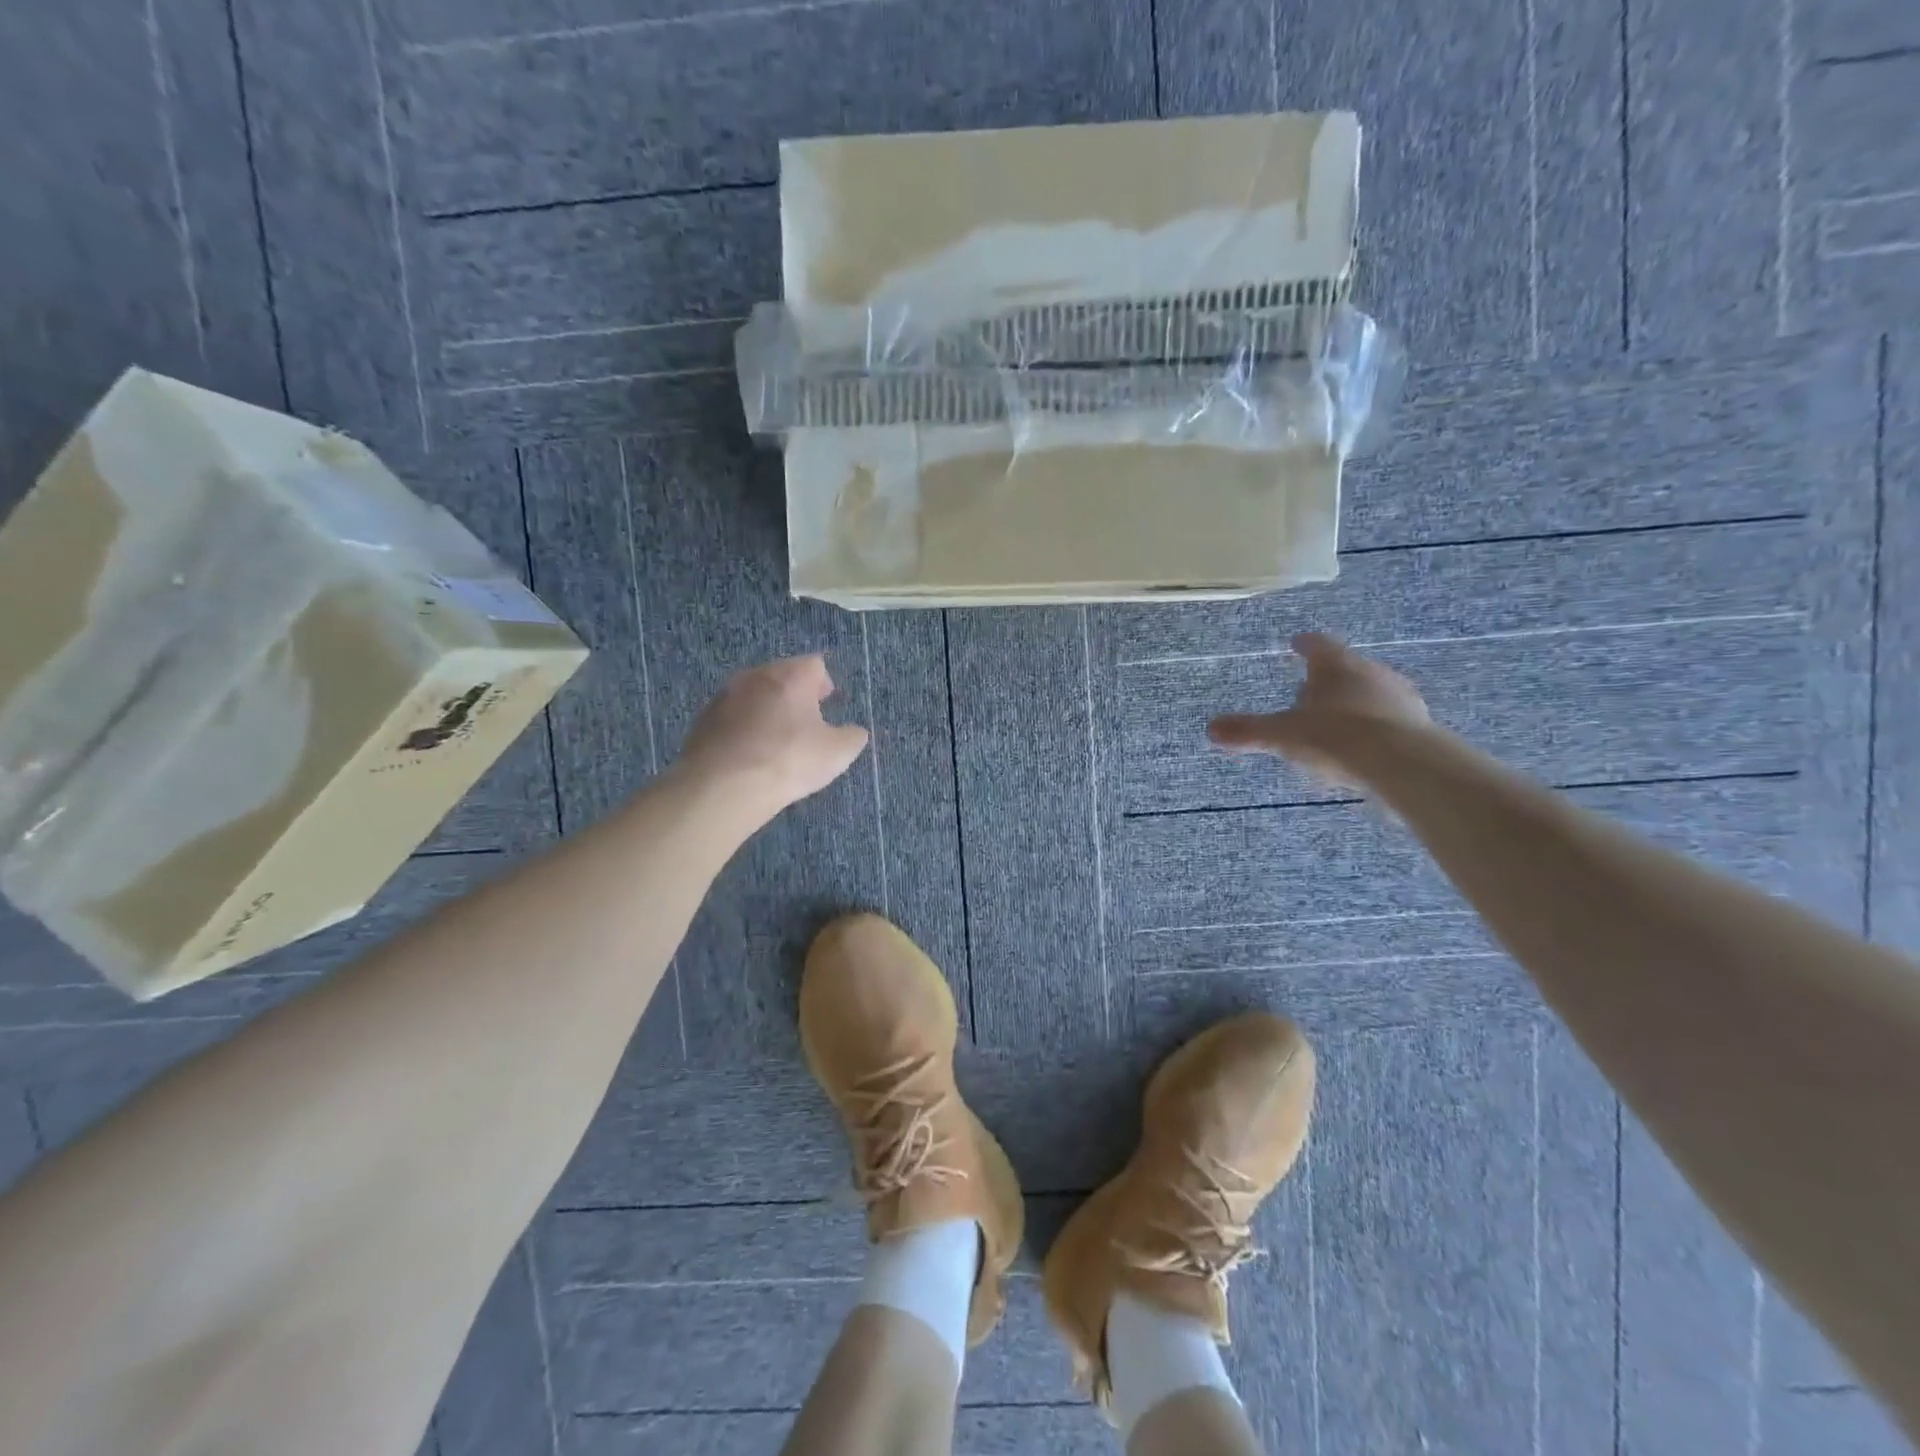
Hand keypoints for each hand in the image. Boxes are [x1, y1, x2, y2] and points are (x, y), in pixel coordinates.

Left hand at [676, 655, 869, 815]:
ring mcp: (724, 697)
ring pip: (753, 695)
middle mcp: (755, 676)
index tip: (828, 703)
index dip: (824, 683)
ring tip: (775, 740)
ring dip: (766, 710)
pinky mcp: (702, 721)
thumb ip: (852, 737)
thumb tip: (855, 731)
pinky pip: (731, 717)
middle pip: (780, 676)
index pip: (814, 664)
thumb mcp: (837, 753)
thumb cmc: (789, 760)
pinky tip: (748, 755)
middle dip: (794, 694)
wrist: (723, 786)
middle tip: (804, 721)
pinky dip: (743, 729)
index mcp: (790, 676)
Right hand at [1208, 632, 1430, 786]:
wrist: (1402, 764)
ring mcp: (1400, 697)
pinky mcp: (1419, 724)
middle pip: (1347, 667)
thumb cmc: (1335, 737)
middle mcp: (1371, 672)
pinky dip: (1376, 726)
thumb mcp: (1283, 736)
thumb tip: (1210, 728)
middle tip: (1312, 689)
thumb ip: (1248, 731)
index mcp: (1335, 666)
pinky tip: (1366, 745)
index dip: (1304, 644)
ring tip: (1338, 720)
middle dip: (1330, 678)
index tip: (1296, 643)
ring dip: (1355, 702)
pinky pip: (1391, 719)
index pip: (1317, 645)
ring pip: (1372, 692)